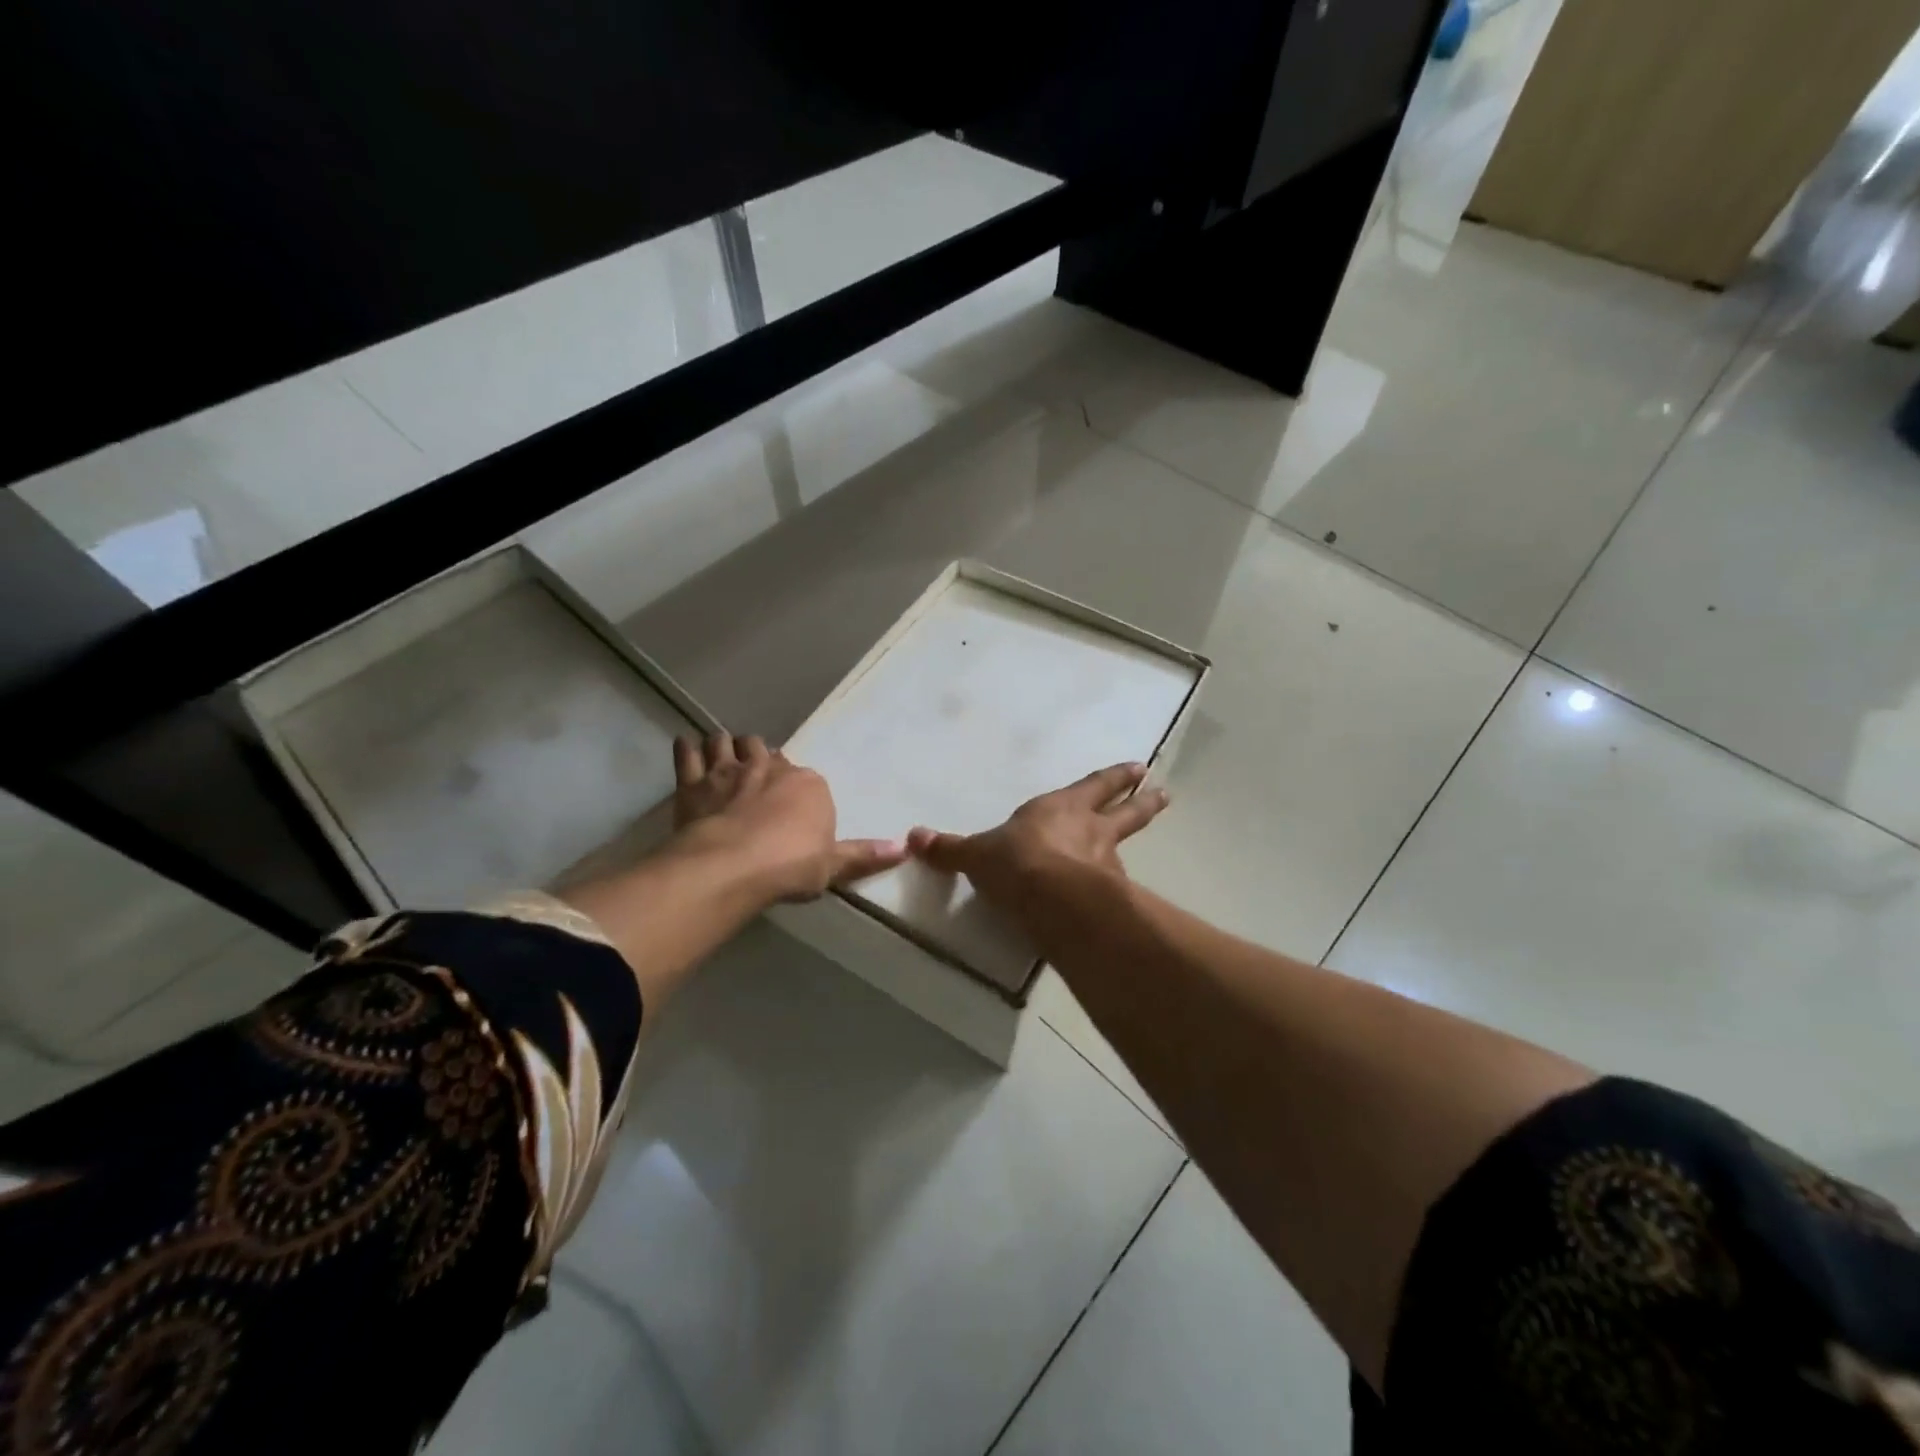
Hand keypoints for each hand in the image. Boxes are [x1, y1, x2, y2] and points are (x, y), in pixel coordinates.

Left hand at [673, 734, 905, 902]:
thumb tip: (905, 847)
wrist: (732, 866)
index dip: (797, 789)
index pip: (807, 778)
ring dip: (727, 746)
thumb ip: (865, 855)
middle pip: (768, 752)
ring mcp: (730, 770)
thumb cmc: (790, 866)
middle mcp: (771, 768)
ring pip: (729, 742)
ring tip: (724, 755)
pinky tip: (687, 746)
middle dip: (763, 759)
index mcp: (808, 785)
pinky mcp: (694, 781)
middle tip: (758, 776)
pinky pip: (688, 753)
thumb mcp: (833, 865)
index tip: (792, 803)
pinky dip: (688, 748)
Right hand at [906, 763, 1169, 910]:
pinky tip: (1119, 897)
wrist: (1051, 900)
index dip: (1114, 778)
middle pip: (1125, 811)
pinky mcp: (1109, 896)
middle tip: (1164, 792)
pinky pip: (1117, 887)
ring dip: (1133, 841)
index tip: (1139, 768)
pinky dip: (1119, 888)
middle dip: (1143, 801)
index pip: (1094, 786)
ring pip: (1125, 846)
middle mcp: (1090, 830)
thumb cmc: (1016, 862)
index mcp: (1061, 809)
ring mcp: (1105, 863)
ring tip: (1138, 849)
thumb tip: (912, 838)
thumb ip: (950, 849)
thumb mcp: (976, 854)